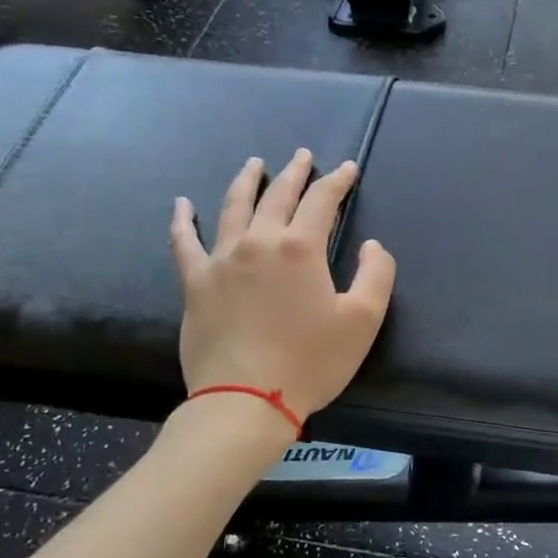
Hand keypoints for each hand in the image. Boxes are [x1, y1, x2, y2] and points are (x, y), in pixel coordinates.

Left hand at [171, 150, 395, 421]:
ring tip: (254, 164)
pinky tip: (182, 203)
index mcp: (301, 248)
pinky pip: (184, 241)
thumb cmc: (311, 362)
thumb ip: (376, 275)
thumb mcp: (363, 321)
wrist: (246, 400)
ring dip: (247, 181)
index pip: (322, 201)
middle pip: (278, 195)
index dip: (337, 181)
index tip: (347, 169)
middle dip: (294, 173)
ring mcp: (222, 259)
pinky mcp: (195, 282)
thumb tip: (372, 246)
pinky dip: (183, 219)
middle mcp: (259, 242)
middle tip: (303, 157)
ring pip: (233, 207)